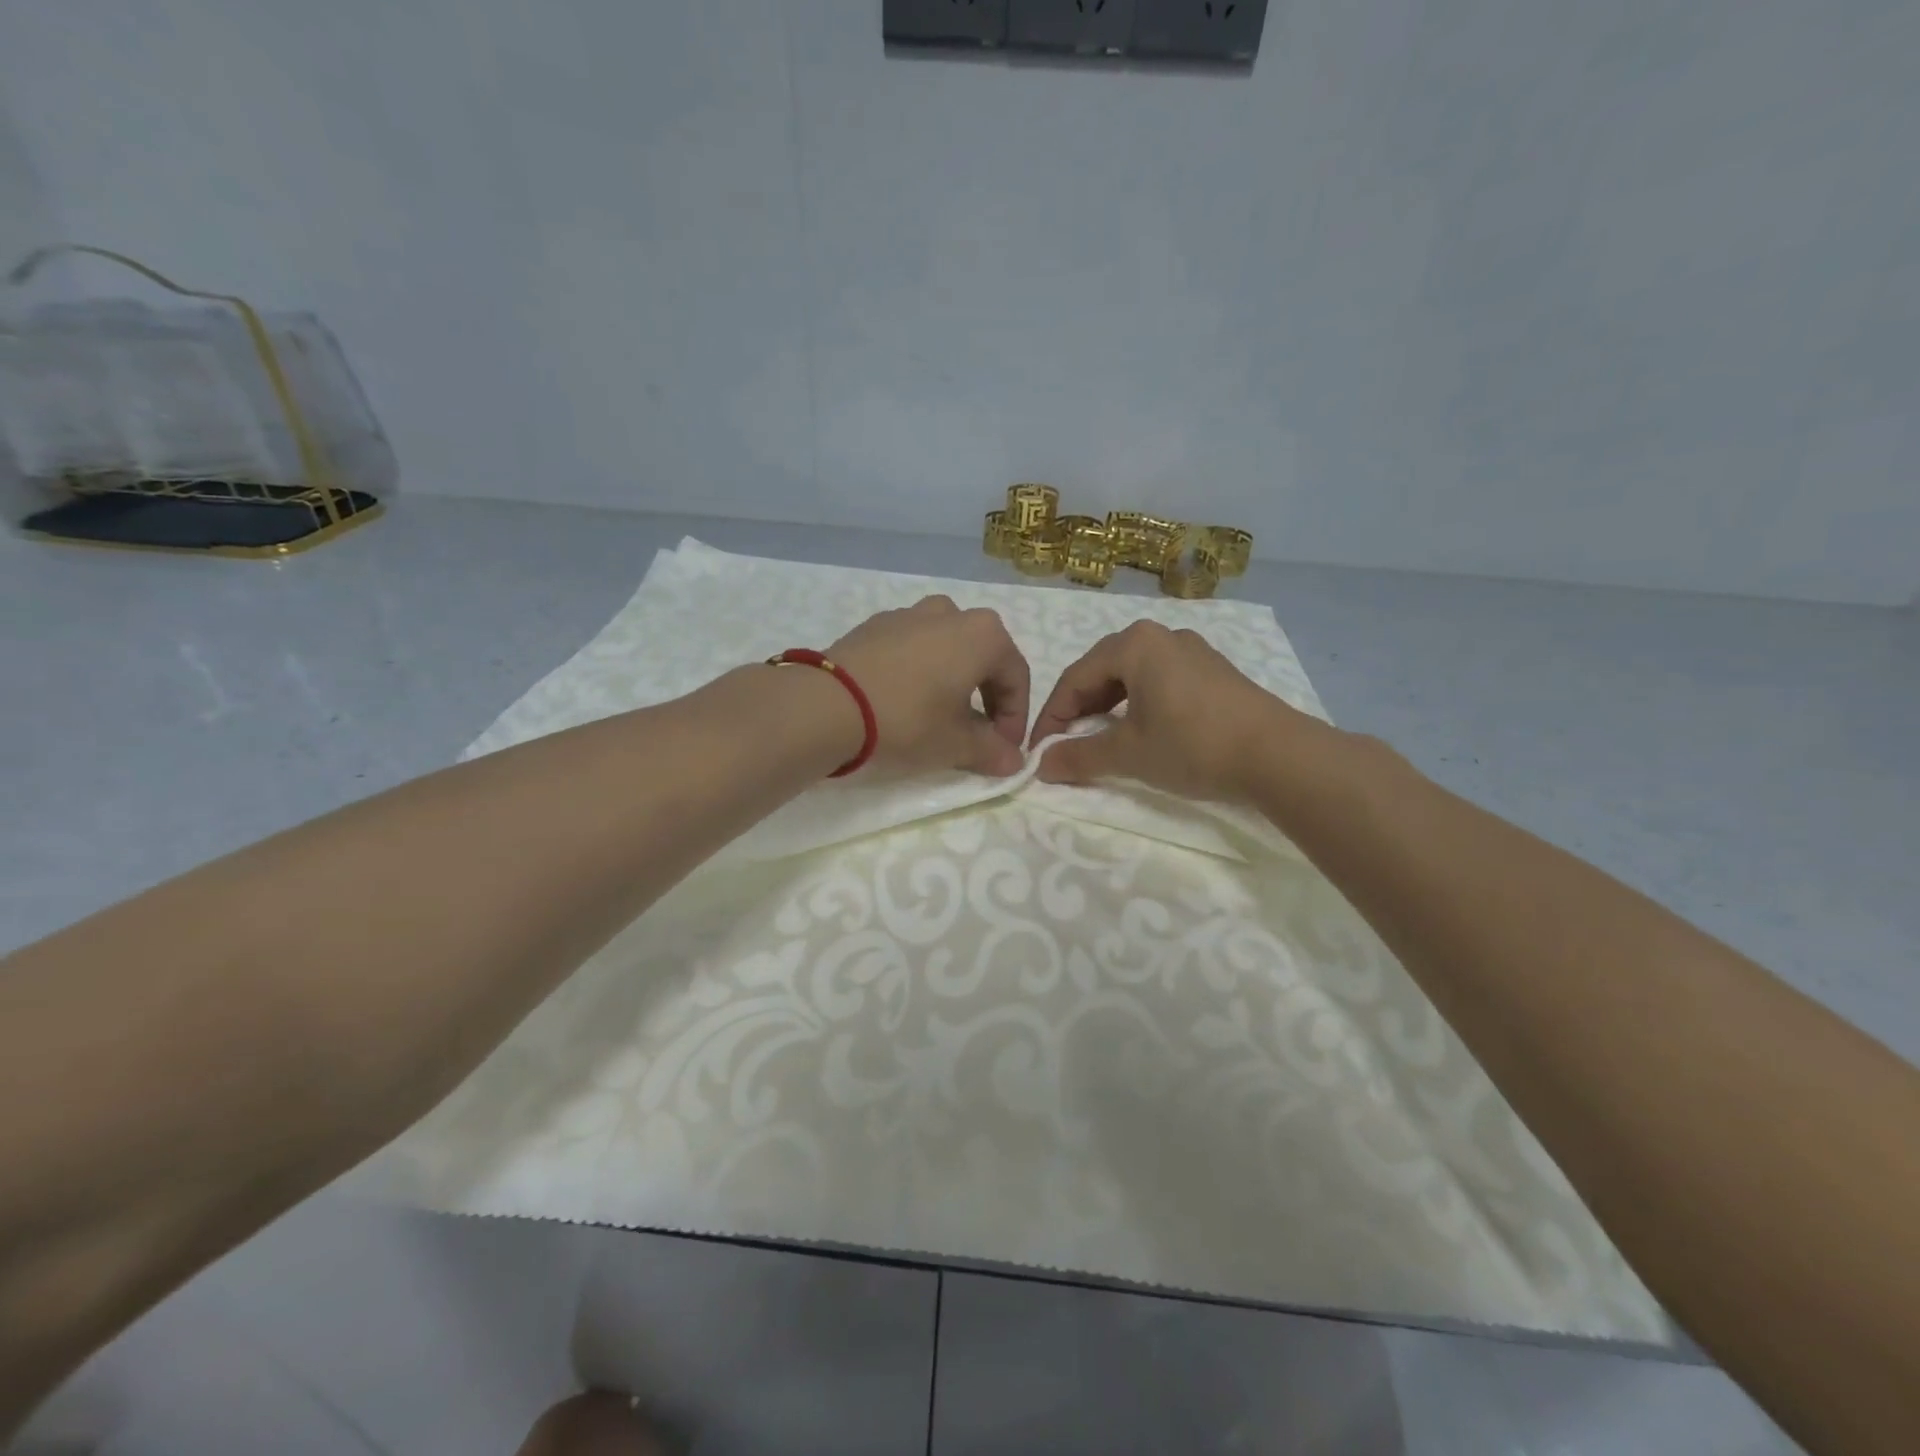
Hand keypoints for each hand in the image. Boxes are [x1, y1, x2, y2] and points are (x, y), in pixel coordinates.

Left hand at [827, 597, 1030, 776]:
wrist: (828, 704)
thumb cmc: (908, 720)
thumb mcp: (956, 744)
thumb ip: (992, 751)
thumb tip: (1014, 761)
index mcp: (983, 634)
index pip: (1017, 678)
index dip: (1016, 718)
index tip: (1005, 749)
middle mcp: (951, 613)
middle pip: (983, 658)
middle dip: (987, 699)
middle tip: (977, 736)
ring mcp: (910, 614)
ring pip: (947, 649)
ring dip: (953, 682)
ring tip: (939, 717)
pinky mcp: (875, 625)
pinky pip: (912, 648)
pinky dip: (920, 672)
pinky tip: (904, 702)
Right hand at [1029, 620, 1305, 801]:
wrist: (1276, 754)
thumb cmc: (1191, 745)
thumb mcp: (1128, 753)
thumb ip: (1079, 757)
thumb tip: (1040, 766)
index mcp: (1134, 644)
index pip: (1075, 677)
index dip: (1052, 716)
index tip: (1039, 750)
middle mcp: (1161, 635)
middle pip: (1103, 670)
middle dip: (1079, 708)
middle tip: (1066, 742)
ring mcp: (1192, 650)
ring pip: (1133, 675)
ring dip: (1109, 706)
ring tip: (1100, 737)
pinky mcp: (1214, 670)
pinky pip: (1161, 680)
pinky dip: (1140, 703)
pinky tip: (1143, 729)